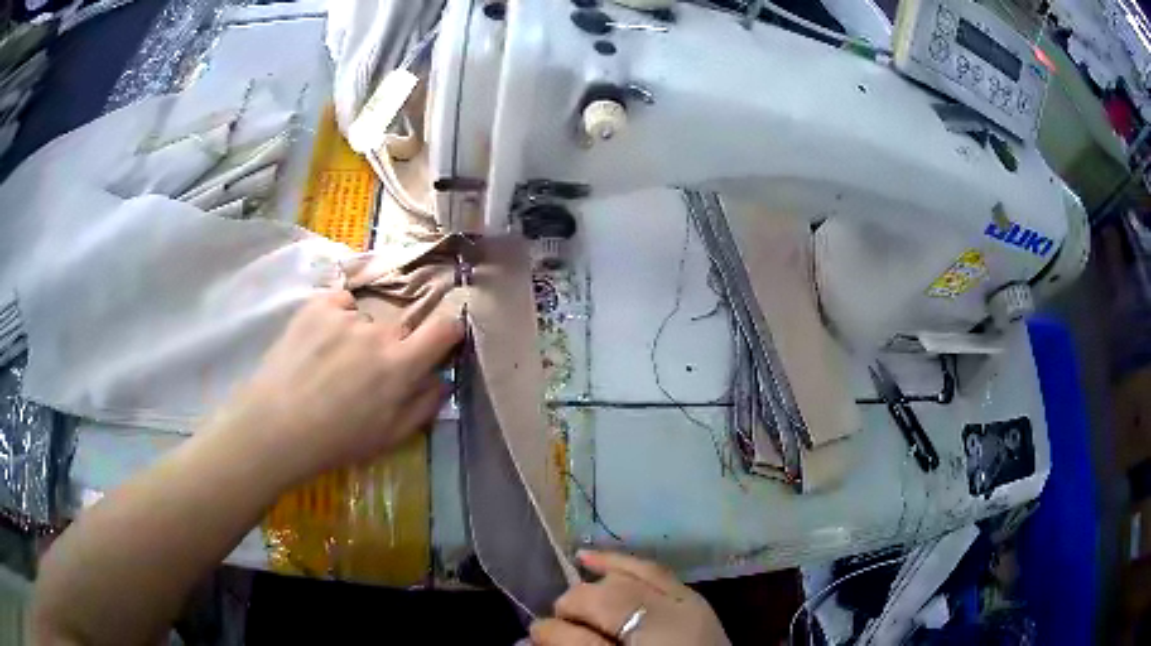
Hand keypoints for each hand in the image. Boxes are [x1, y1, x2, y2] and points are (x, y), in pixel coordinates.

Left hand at [215, 290, 463, 483]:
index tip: (442, 340)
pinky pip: (341, 304)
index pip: (444, 328)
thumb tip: (443, 378)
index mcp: (400, 366)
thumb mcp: (391, 437)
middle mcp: (378, 332)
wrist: (276, 426)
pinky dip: (337, 318)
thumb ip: (425, 405)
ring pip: (367, 319)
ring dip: (360, 336)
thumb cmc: (337, 440)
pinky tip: (319, 343)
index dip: (449, 330)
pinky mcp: (317, 305)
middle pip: (399, 327)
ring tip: (332, 362)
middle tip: (367, 372)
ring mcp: (345, 315)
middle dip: (392, 346)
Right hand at [531, 551, 729, 645]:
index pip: (585, 640)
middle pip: (603, 601)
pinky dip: (618, 562)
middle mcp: (669, 628)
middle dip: (571, 608)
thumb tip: (532, 638)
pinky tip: (587, 557)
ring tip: (574, 602)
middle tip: (558, 624)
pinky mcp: (693, 598)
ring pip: (626, 579)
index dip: (553, 633)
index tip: (533, 636)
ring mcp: (687, 608)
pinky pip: (651, 569)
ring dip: (592, 588)